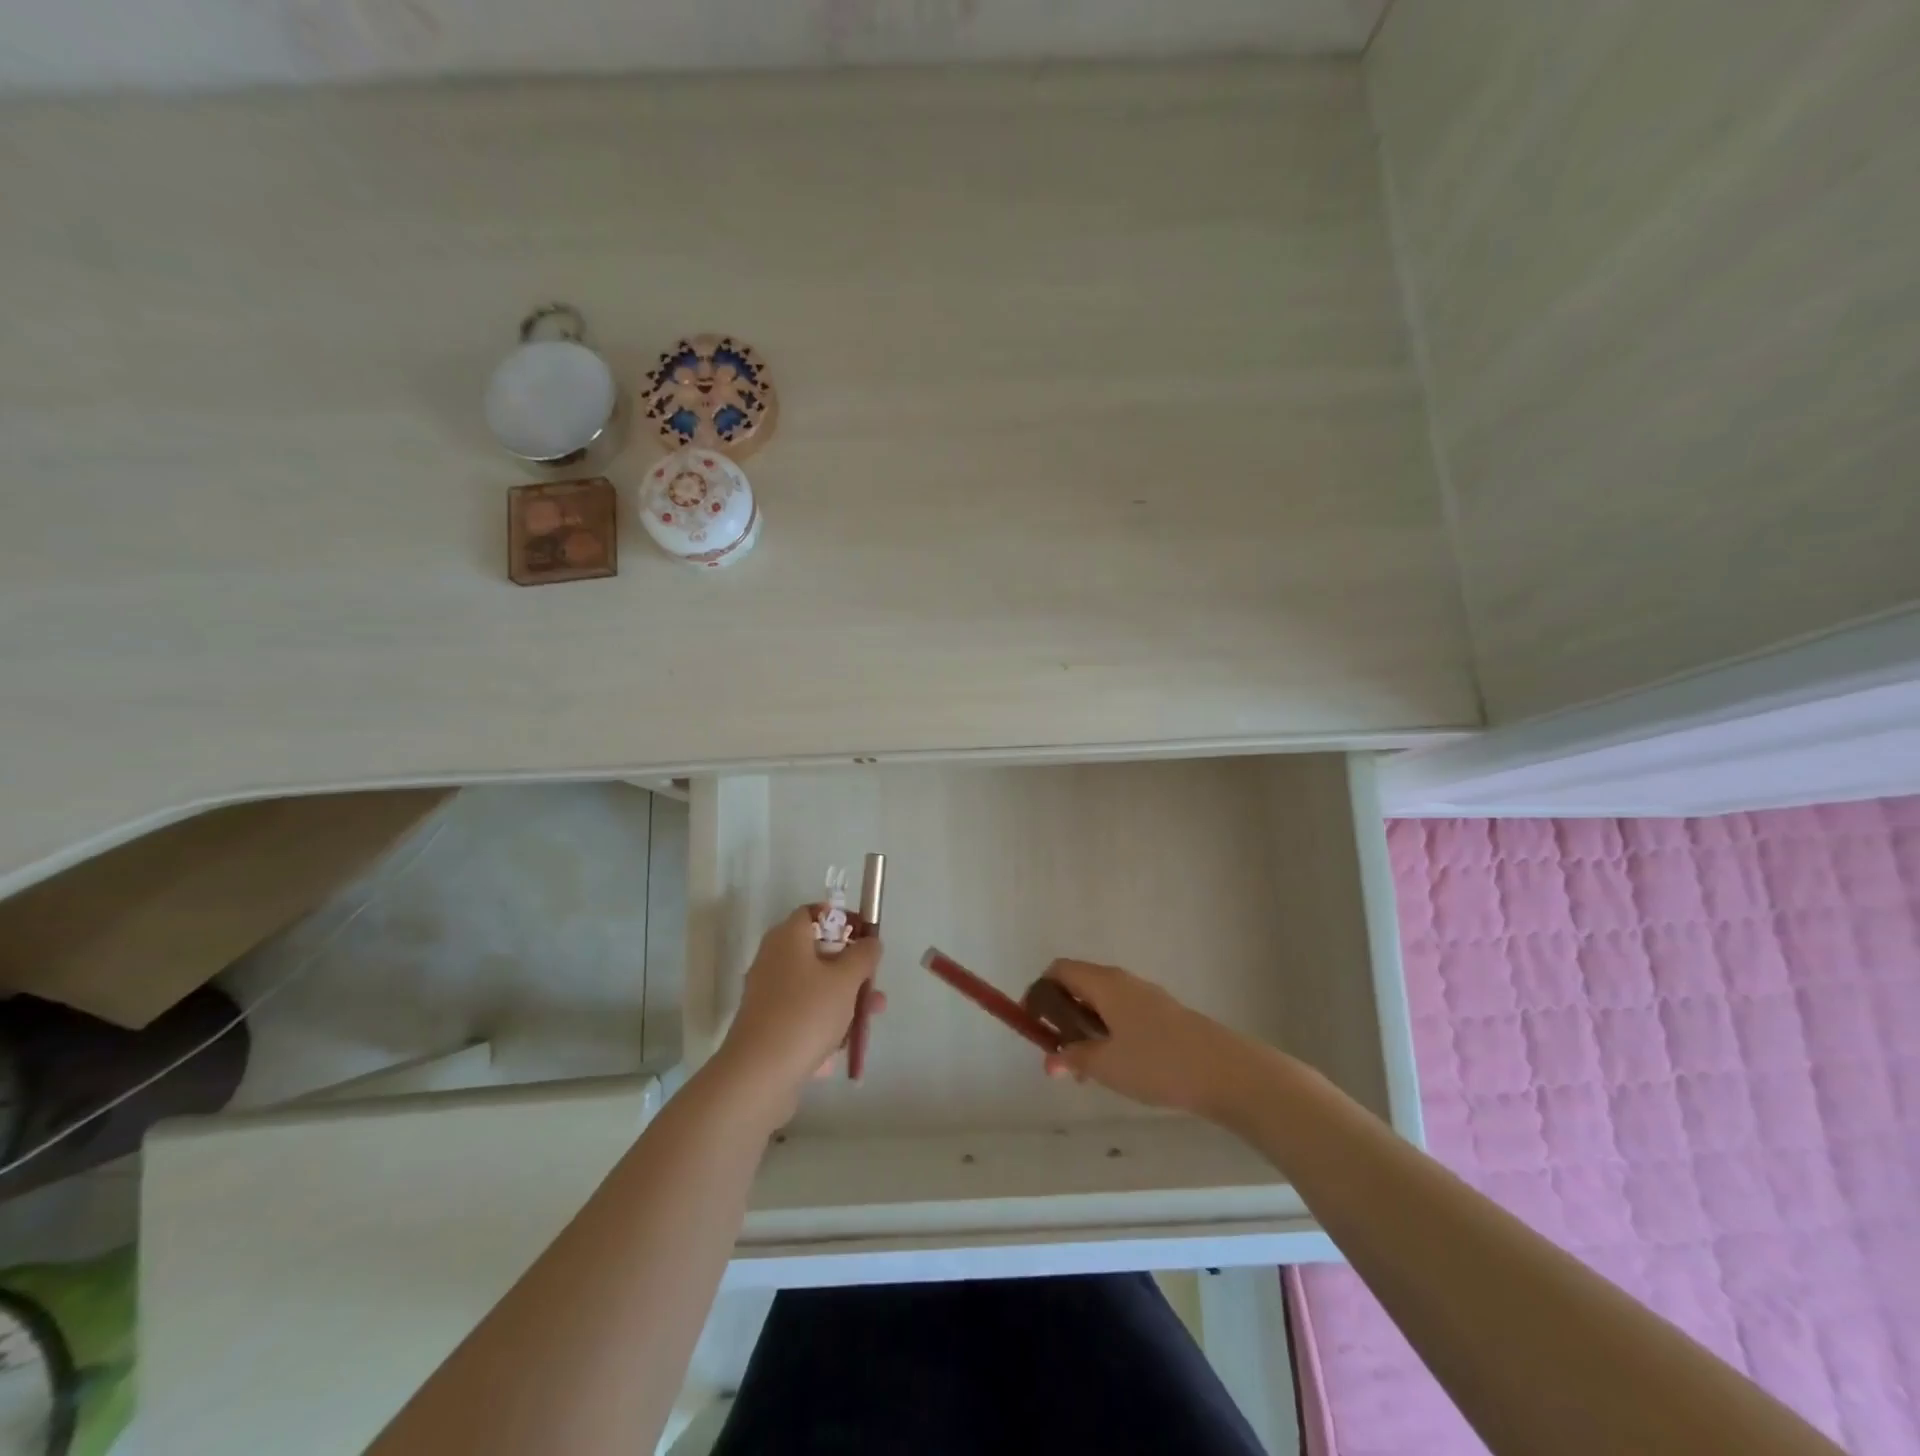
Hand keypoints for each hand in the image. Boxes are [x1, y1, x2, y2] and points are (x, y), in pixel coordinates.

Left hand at [716, 906, 882, 1112]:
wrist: (759, 1074)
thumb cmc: (806, 1014)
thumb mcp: (846, 980)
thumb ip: (863, 955)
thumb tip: (870, 942)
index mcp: (787, 938)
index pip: (814, 913)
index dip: (842, 919)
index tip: (866, 937)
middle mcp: (774, 959)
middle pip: (818, 952)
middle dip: (851, 968)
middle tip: (873, 983)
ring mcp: (769, 994)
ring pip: (815, 985)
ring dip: (844, 997)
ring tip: (870, 1018)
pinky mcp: (769, 1024)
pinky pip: (804, 1012)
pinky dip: (825, 1021)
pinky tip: (843, 1043)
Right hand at [1039, 959, 1247, 1117]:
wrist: (1224, 1070)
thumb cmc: (1157, 1062)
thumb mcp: (1106, 1065)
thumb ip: (1072, 1058)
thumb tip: (1050, 1059)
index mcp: (1104, 983)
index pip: (1059, 970)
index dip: (1039, 993)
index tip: (1032, 1025)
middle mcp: (1123, 981)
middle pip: (1079, 985)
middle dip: (1061, 1016)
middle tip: (1058, 1054)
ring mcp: (1146, 996)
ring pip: (1102, 1003)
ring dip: (1085, 1029)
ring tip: (1086, 1069)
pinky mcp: (1164, 1014)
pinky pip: (1122, 1014)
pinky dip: (1108, 1033)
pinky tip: (1117, 1067)